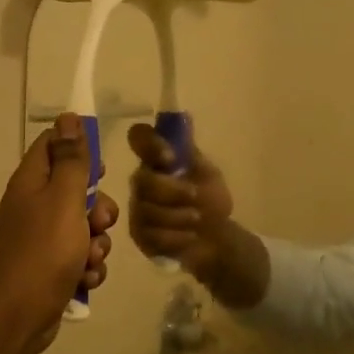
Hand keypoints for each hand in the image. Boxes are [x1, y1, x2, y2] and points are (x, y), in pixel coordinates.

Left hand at [0, 113, 118, 353]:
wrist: (17, 315)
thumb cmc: (43, 250)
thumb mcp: (64, 199)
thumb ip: (71, 160)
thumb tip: (68, 117)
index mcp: (31, 182)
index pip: (52, 145)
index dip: (79, 150)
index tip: (100, 168)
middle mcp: (33, 206)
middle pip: (76, 190)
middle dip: (98, 207)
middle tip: (99, 221)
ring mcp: (41, 239)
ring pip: (84, 228)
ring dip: (97, 243)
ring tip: (90, 258)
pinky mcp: (51, 268)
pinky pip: (80, 257)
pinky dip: (87, 268)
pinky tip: (86, 279)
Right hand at [125, 123, 235, 278]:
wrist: (216, 238)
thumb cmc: (210, 200)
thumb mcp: (207, 173)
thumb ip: (190, 152)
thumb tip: (184, 115)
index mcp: (157, 159)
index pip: (139, 137)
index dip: (149, 144)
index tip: (170, 158)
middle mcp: (142, 180)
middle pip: (142, 180)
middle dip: (172, 191)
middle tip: (196, 198)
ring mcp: (138, 208)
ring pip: (148, 210)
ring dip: (179, 216)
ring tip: (197, 220)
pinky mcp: (139, 234)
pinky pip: (151, 234)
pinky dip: (176, 237)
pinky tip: (189, 237)